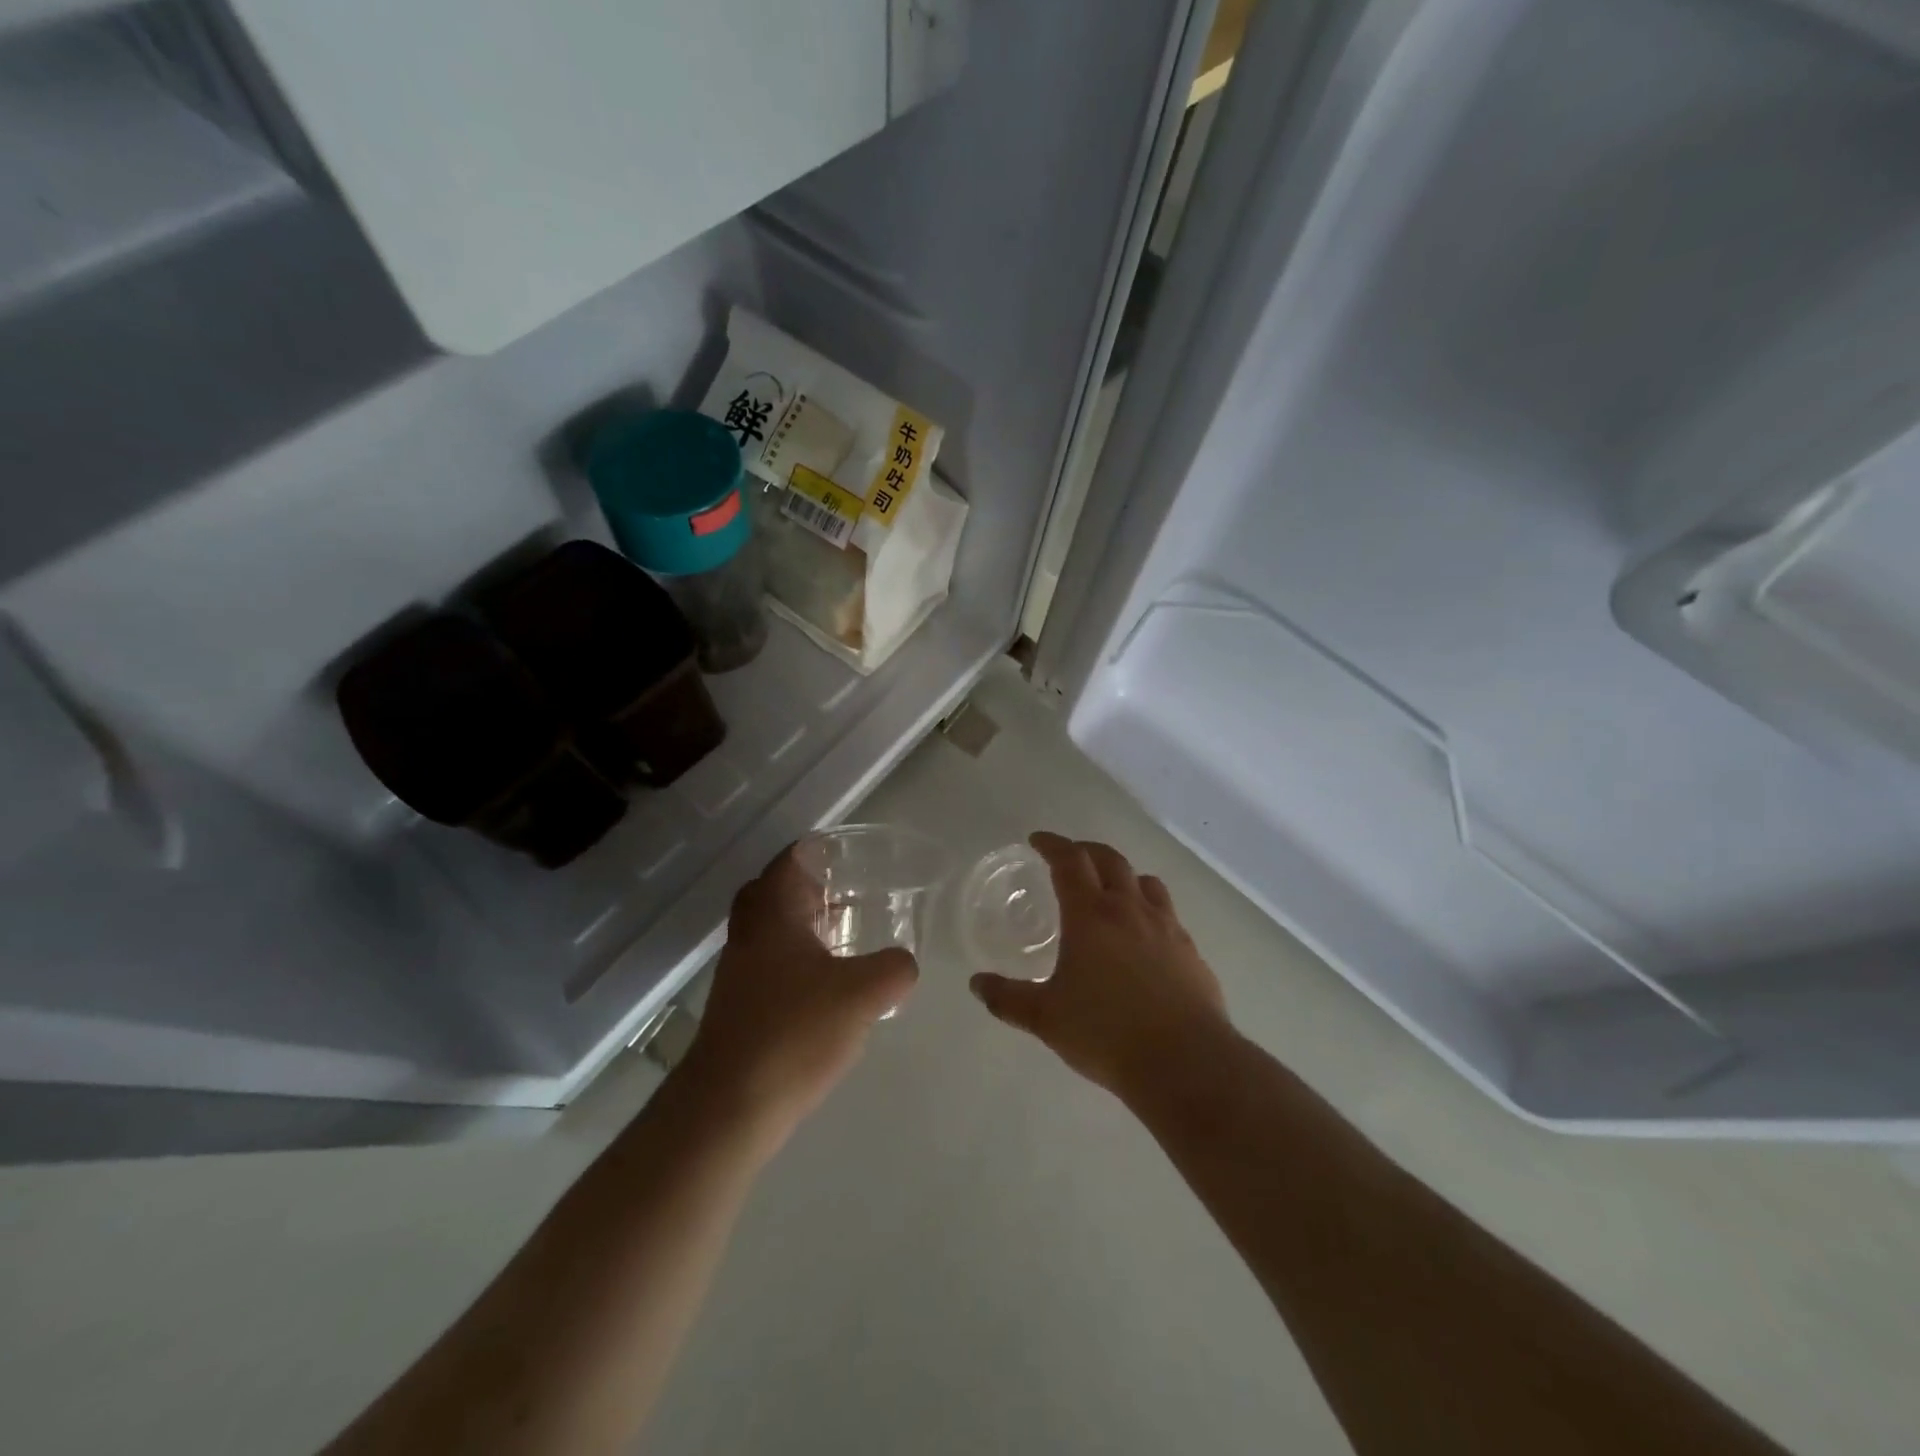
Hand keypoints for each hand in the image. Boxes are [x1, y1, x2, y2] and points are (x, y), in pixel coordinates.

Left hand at [683, 848, 918, 1140]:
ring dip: (801, 924)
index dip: (819, 850)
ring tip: (844, 935)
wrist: (729, 1106)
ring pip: (769, 929)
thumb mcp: (863, 994)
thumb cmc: (794, 1033)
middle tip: (844, 891)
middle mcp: (749, 935)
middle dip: (807, 885)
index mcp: (773, 915)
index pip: (790, 860)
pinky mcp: (738, 1006)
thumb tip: (903, 963)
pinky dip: (796, 959)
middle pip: (772, 891)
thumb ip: (894, 968)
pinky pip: (769, 963)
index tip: (850, 853)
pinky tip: (827, 985)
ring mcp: (739, 972)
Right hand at [970, 832, 1232, 1100]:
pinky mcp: (1190, 950)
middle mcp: (1130, 909)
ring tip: (1111, 889)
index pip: (1069, 861)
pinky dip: (1149, 908)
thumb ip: (1008, 998)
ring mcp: (1166, 927)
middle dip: (1086, 850)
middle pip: (1110, 860)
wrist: (1185, 1061)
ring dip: (1123, 875)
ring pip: (1145, 882)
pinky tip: (1144, 934)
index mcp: (1090, 915)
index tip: (1037, 840)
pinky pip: (1168, 913)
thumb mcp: (1046, 1018)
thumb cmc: (1106, 1032)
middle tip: (1070, 856)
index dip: (1052, 845)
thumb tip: (976, 984)